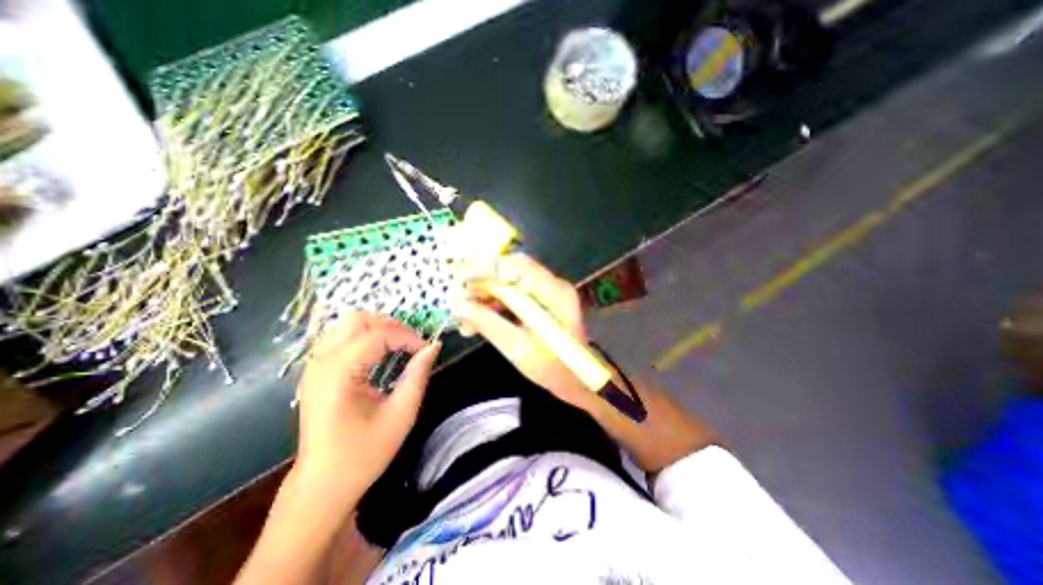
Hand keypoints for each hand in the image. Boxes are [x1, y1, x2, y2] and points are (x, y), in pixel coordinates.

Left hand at [292, 311, 438, 507]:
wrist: (323, 485)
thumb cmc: (364, 453)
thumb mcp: (401, 414)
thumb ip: (418, 375)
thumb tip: (434, 346)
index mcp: (340, 374)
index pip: (378, 335)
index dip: (407, 337)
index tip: (426, 350)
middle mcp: (322, 363)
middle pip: (357, 319)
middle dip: (390, 325)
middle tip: (410, 343)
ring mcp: (314, 366)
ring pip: (347, 325)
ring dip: (377, 329)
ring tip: (398, 346)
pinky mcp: (315, 372)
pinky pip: (340, 338)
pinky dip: (364, 338)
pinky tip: (378, 355)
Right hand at [453, 252, 599, 410]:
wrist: (577, 379)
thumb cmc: (554, 368)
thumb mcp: (519, 349)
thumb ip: (489, 324)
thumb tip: (459, 306)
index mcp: (554, 292)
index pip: (517, 266)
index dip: (486, 268)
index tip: (459, 277)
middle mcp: (551, 286)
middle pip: (510, 271)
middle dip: (481, 283)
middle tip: (457, 298)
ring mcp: (545, 294)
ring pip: (507, 284)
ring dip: (483, 297)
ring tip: (462, 316)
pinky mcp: (538, 304)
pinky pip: (510, 297)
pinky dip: (491, 306)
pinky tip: (474, 322)